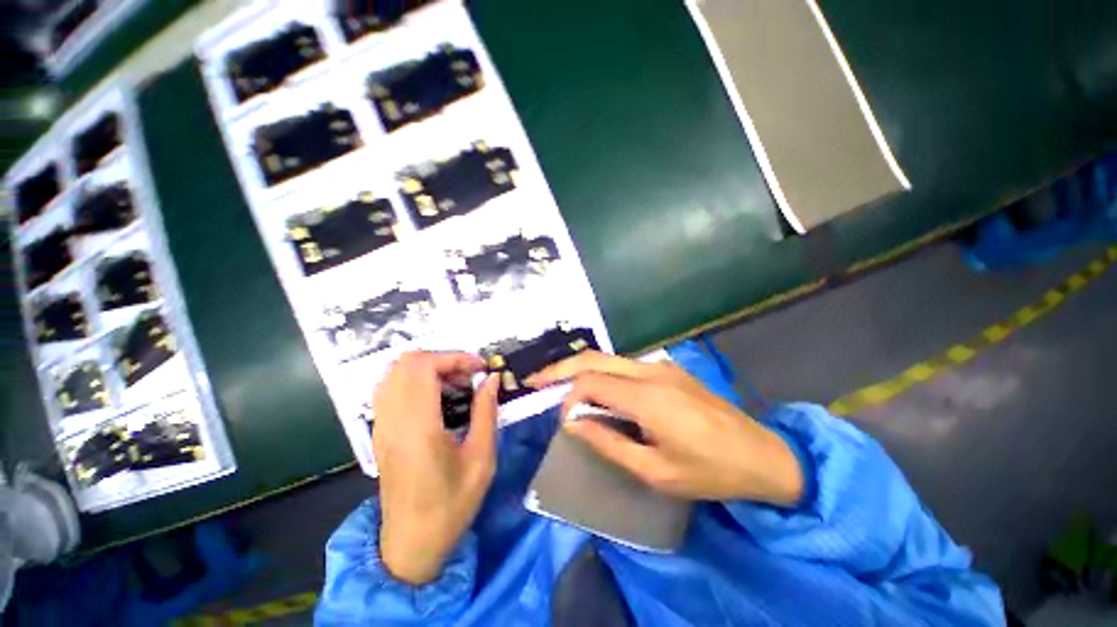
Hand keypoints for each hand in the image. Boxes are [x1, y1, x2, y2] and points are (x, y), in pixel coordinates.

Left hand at [372, 351, 499, 584]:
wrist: (411, 545)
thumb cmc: (451, 505)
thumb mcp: (481, 459)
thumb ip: (486, 412)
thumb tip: (492, 379)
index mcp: (418, 428)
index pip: (424, 367)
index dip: (455, 357)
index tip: (481, 367)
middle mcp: (392, 420)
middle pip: (406, 362)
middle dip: (442, 359)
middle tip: (468, 375)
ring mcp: (381, 425)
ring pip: (395, 372)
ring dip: (428, 368)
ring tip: (455, 385)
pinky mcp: (379, 431)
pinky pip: (391, 388)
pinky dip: (415, 380)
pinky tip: (437, 399)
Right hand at [528, 351, 803, 504]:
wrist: (761, 454)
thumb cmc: (709, 471)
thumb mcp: (655, 471)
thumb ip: (609, 444)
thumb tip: (575, 424)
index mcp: (647, 396)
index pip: (591, 382)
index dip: (569, 398)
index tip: (564, 422)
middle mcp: (651, 371)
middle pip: (594, 358)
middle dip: (561, 367)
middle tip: (536, 379)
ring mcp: (661, 366)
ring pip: (608, 358)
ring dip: (581, 369)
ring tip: (559, 384)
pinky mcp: (668, 369)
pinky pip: (624, 365)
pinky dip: (602, 373)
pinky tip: (596, 389)